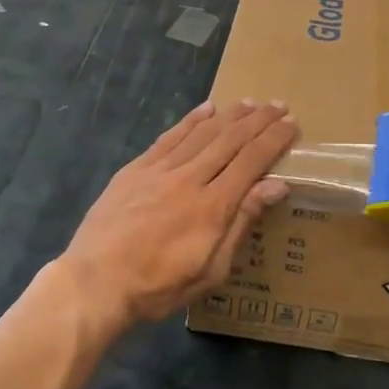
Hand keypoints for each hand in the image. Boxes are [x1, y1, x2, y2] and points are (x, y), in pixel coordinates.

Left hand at [61, 100, 298, 330]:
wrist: (96, 281)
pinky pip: (170, 137)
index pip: (252, 161)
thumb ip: (242, 222)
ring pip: (202, 133)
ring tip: (250, 103)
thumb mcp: (212, 268)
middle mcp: (190, 178)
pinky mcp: (137, 168)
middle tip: (279, 105)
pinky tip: (206, 109)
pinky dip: (191, 120)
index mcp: (213, 205)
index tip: (292, 124)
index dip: (274, 140)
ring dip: (229, 115)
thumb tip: (276, 185)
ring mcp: (161, 169)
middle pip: (230, 140)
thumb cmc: (159, 285)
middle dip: (258, 120)